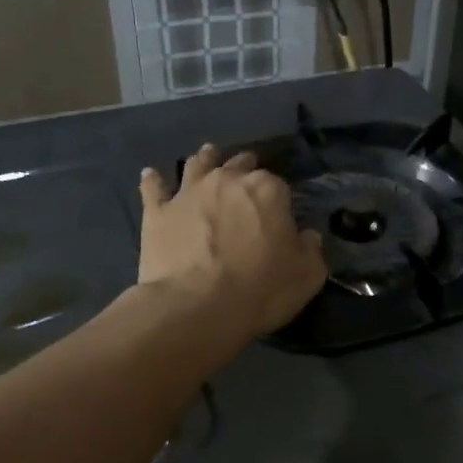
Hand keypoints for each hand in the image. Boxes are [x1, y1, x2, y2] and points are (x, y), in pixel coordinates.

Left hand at [138, 145, 327, 339]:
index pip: (279, 185)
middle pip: (239, 165)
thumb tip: (307, 236)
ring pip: (198, 165)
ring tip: (207, 155)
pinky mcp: (157, 212)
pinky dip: (154, 180)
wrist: (197, 306)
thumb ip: (311, 249)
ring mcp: (189, 193)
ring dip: (205, 159)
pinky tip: (151, 175)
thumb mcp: (308, 274)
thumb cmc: (261, 289)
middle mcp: (228, 180)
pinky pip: (154, 188)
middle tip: (247, 176)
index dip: (280, 199)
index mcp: (268, 190)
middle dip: (245, 168)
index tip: (280, 214)